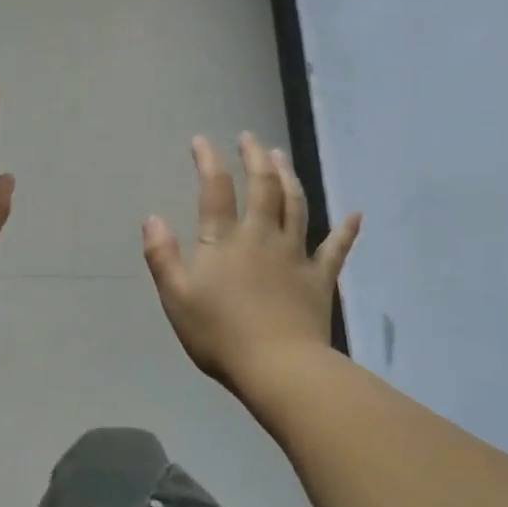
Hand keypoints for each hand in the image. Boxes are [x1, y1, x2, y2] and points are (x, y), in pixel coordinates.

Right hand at [142, 132, 359, 391]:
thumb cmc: (220, 335)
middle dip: (255, 158)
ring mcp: (295, 255)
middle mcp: (262, 236)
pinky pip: (336, 248)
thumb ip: (163, 256)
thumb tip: (152, 218)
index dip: (208, 160)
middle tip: (250, 138)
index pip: (215, 189)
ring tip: (281, 157)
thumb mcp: (176, 297)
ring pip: (296, 205)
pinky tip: (355, 215)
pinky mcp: (319, 278)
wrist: (279, 368)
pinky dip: (346, 231)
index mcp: (224, 240)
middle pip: (263, 186)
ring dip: (288, 177)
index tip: (202, 140)